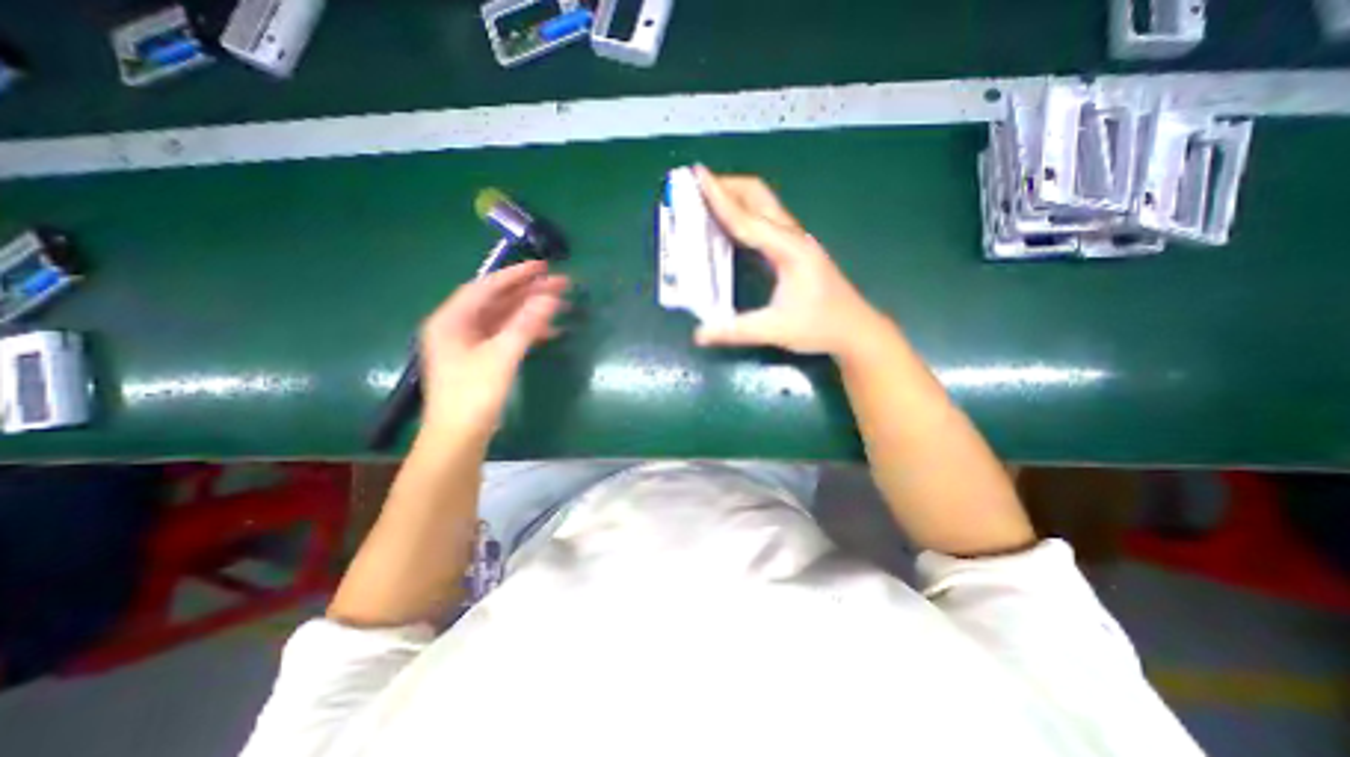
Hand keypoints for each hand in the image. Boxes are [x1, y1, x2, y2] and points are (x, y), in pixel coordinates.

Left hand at [420, 260, 567, 440]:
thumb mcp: (501, 356)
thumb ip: (526, 325)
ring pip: (504, 318)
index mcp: (451, 320)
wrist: (459, 436)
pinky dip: (527, 331)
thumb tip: (550, 298)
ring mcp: (469, 343)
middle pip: (497, 301)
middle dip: (528, 292)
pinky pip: (506, 335)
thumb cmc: (474, 394)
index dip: (515, 275)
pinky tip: (549, 330)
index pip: (486, 287)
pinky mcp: (481, 358)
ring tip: (560, 304)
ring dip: (531, 311)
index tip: (543, 267)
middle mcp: (458, 326)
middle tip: (560, 284)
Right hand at [697, 163, 887, 358]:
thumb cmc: (821, 326)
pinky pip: (766, 221)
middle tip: (697, 186)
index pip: (746, 218)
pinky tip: (731, 226)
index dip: (719, 198)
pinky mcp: (796, 249)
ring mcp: (797, 241)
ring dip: (736, 197)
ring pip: (764, 205)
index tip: (697, 175)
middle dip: (728, 186)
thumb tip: (700, 334)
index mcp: (789, 249)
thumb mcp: (776, 329)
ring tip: (708, 199)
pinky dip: (744, 213)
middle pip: (758, 196)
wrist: (856, 330)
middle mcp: (793, 237)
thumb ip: (736, 330)